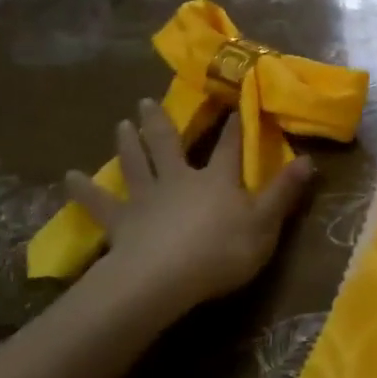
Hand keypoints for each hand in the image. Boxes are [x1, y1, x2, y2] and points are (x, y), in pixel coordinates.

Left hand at [66, 100, 313, 314]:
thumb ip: (284, 193)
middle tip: (145, 100)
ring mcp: (147, 198)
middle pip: (168, 144)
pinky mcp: (121, 222)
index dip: (235, 124)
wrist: (165, 278)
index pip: (230, 146)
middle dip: (160, 122)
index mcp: (216, 180)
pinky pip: (100, 204)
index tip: (235, 99)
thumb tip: (309, 160)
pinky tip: (67, 178)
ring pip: (135, 163)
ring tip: (120, 123)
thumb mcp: (265, 225)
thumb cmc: (221, 252)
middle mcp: (179, 179)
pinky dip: (83, 191)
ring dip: (127, 143)